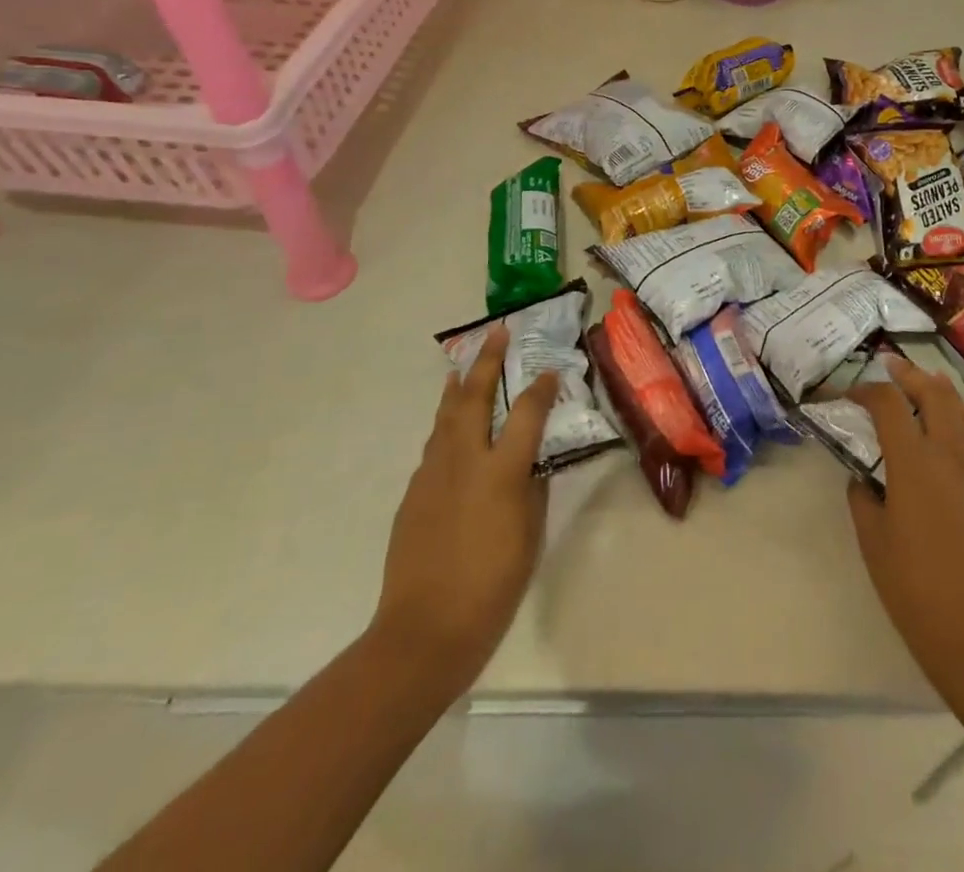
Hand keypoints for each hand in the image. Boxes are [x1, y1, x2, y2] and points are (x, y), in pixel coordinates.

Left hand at [366, 324, 557, 701]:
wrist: (424, 629)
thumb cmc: (491, 586)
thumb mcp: (528, 535)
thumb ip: (530, 491)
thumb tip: (529, 465)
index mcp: (500, 471)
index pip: (526, 414)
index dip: (540, 389)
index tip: (550, 371)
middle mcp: (464, 461)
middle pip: (474, 398)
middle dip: (486, 362)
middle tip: (496, 333)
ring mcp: (432, 474)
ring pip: (445, 417)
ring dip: (458, 388)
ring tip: (463, 368)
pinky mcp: (412, 493)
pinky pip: (433, 447)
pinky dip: (444, 426)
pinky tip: (449, 428)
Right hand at [847, 358, 963, 685]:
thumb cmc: (917, 590)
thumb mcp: (874, 543)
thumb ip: (863, 501)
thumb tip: (863, 480)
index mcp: (914, 463)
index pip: (889, 405)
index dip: (867, 390)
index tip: (851, 394)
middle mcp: (951, 455)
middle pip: (935, 394)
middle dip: (911, 375)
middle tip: (893, 366)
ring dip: (942, 393)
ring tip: (927, 385)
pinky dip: (960, 425)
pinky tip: (951, 438)